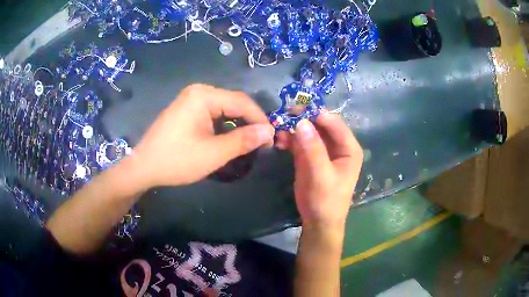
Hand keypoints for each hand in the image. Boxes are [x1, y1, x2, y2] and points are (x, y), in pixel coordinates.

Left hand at [125, 84, 273, 191]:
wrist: (143, 167)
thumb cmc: (177, 160)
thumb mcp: (214, 153)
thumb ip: (243, 140)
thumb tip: (270, 131)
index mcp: (204, 95)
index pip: (242, 102)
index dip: (260, 120)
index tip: (272, 139)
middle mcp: (198, 91)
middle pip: (234, 103)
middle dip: (250, 122)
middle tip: (262, 143)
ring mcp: (191, 100)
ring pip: (224, 109)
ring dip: (238, 124)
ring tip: (249, 142)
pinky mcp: (186, 110)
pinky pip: (213, 113)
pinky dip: (224, 125)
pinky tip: (229, 138)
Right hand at [276, 113, 362, 229]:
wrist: (318, 221)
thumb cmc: (326, 200)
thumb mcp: (321, 175)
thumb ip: (313, 149)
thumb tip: (301, 122)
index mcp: (348, 148)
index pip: (334, 123)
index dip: (316, 114)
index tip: (295, 110)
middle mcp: (337, 145)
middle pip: (320, 124)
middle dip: (302, 119)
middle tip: (283, 116)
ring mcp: (323, 150)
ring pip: (308, 131)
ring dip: (293, 129)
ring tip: (277, 130)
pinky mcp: (310, 156)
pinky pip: (300, 141)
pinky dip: (289, 139)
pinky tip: (279, 140)